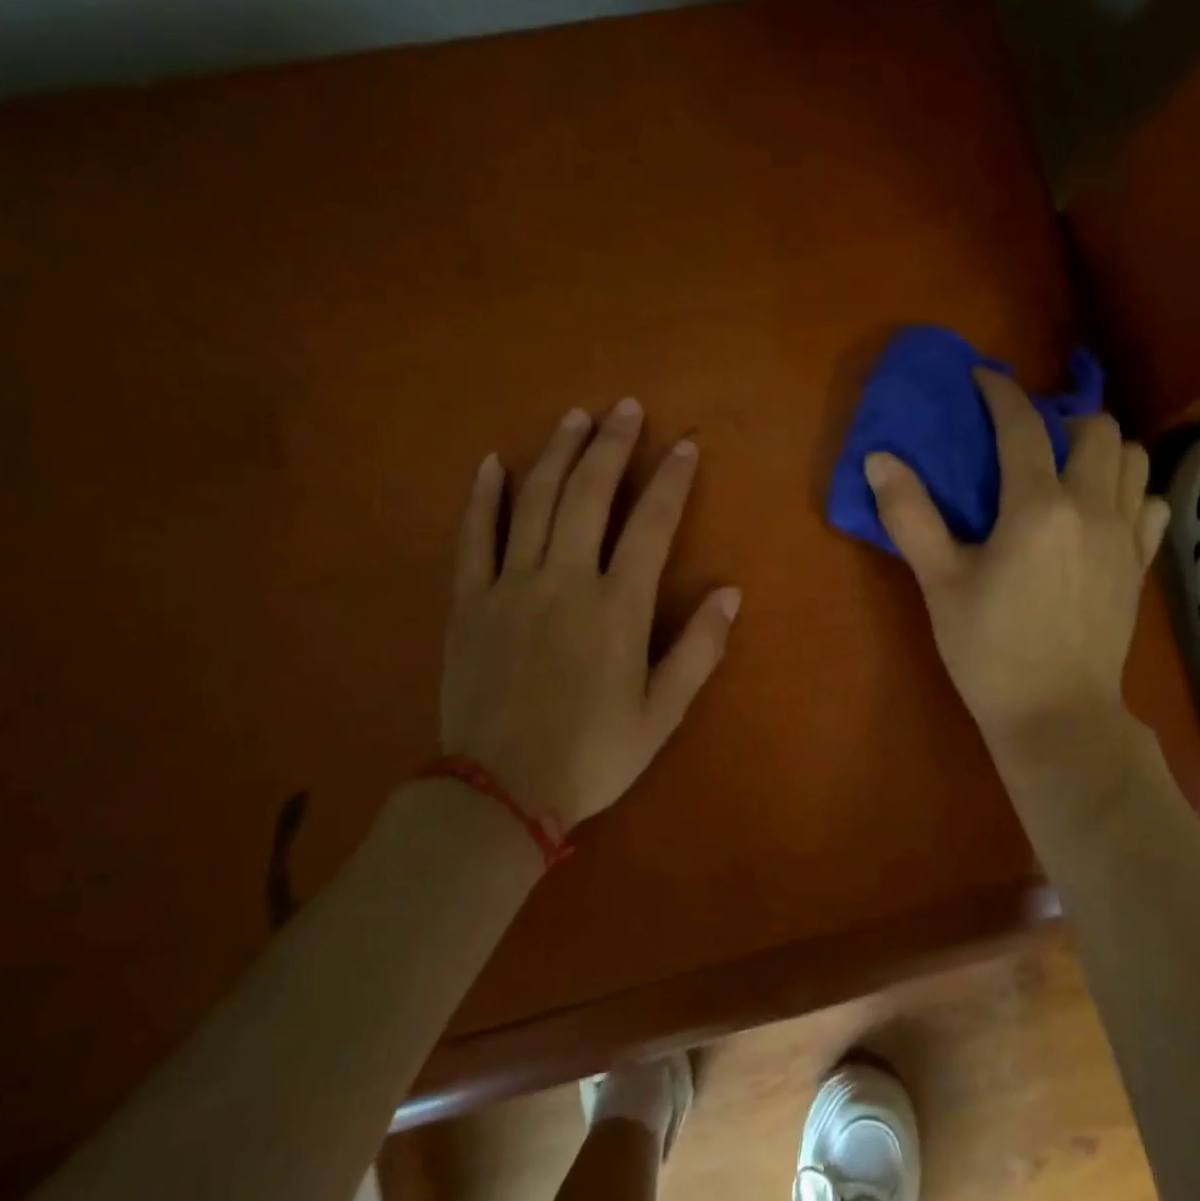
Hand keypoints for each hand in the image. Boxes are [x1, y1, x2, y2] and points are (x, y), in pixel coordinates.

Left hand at [439, 399, 740, 835]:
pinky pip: (473, 537)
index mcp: (617, 607)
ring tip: (574, 417)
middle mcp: (565, 580)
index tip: (684, 446)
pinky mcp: (468, 602)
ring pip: (535, 501)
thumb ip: (699, 649)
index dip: (671, 480)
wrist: (498, 792)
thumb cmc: (592, 754)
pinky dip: (483, 497)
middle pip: (589, 494)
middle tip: (624, 408)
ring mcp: (511, 586)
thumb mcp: (662, 713)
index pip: (652, 525)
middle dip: (611, 445)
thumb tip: (730, 592)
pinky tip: (491, 463)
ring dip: (556, 454)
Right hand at [864, 368, 1168, 761]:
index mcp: (1037, 507)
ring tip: (1066, 467)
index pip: (1022, 425)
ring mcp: (1125, 535)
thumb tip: (880, 459)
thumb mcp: (940, 583)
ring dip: (1100, 448)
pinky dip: (1129, 490)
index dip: (1000, 392)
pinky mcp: (1140, 563)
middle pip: (1095, 427)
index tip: (982, 378)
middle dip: (1060, 417)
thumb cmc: (989, 651)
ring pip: (1132, 457)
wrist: (1057, 715)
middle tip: (1027, 437)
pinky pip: (1150, 502)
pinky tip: (1100, 511)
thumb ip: (911, 516)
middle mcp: (1091, 507)